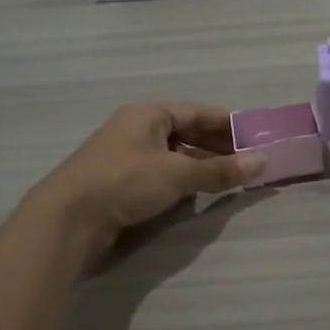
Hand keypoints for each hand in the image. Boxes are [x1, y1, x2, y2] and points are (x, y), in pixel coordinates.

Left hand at [27, 103, 263, 254]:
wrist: (68, 217)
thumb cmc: (125, 181)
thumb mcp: (178, 174)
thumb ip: (219, 170)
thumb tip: (261, 161)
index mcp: (148, 114)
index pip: (196, 112)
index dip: (226, 123)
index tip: (253, 135)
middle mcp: (135, 129)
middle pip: (184, 132)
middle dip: (215, 146)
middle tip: (246, 159)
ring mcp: (125, 156)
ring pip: (171, 155)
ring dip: (198, 165)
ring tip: (227, 178)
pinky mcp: (118, 182)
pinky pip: (158, 174)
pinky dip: (180, 180)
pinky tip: (194, 193)